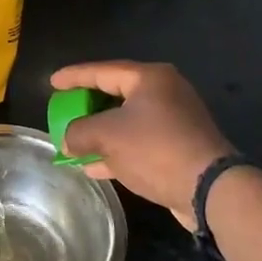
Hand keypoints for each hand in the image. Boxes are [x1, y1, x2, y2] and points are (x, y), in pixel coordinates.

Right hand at [50, 61, 234, 231]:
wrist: (209, 189)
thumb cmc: (155, 149)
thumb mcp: (107, 136)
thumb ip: (78, 132)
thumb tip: (67, 141)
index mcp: (150, 78)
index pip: (103, 71)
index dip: (74, 76)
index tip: (52, 82)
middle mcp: (165, 93)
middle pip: (116, 94)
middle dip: (87, 106)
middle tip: (64, 109)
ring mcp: (174, 121)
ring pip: (126, 121)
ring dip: (99, 133)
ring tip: (74, 141)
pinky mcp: (179, 146)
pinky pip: (138, 142)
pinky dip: (116, 150)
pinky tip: (93, 166)